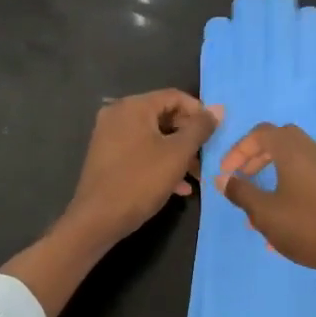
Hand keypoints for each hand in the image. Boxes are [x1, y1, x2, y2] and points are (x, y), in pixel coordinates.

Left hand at [63, 90, 220, 248]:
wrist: (97, 220)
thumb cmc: (141, 181)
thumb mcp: (178, 154)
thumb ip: (200, 128)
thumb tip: (218, 109)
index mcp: (133, 106)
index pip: (174, 96)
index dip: (199, 112)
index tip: (215, 132)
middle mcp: (118, 114)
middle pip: (163, 116)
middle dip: (189, 136)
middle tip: (207, 156)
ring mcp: (109, 136)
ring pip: (153, 137)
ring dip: (178, 153)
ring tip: (196, 176)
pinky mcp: (107, 157)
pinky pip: (140, 151)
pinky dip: (160, 163)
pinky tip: (178, 187)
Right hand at [216, 122, 315, 290]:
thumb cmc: (307, 227)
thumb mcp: (265, 213)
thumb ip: (241, 192)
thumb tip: (222, 178)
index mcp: (294, 151)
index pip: (262, 133)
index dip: (239, 149)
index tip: (226, 172)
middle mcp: (313, 153)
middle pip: (280, 141)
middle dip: (257, 157)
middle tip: (242, 178)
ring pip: (294, 162)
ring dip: (272, 176)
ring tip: (257, 208)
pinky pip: (307, 179)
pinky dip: (289, 189)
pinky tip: (282, 223)